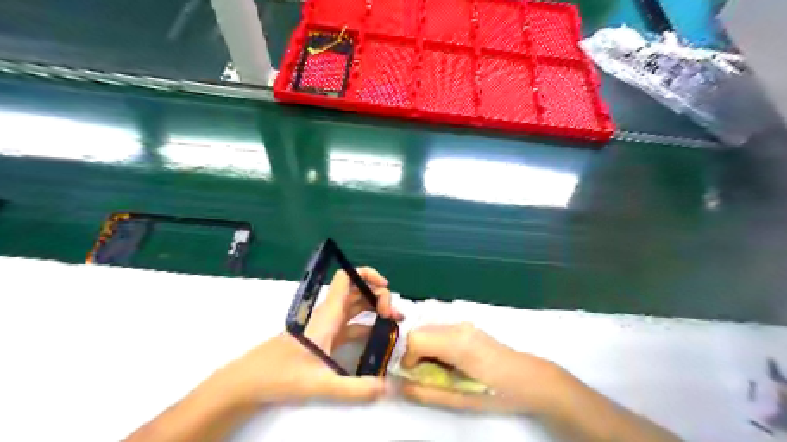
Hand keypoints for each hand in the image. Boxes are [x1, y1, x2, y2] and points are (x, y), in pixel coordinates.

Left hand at [212, 266, 400, 407]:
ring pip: (356, 306)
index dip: (367, 275)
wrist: (250, 381)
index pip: (347, 278)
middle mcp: (329, 314)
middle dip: (379, 296)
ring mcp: (327, 325)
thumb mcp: (321, 383)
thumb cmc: (281, 375)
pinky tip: (377, 338)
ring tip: (394, 323)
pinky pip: (351, 324)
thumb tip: (388, 388)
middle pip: (357, 291)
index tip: (386, 288)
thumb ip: (356, 388)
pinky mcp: (326, 337)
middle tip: (395, 316)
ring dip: (375, 309)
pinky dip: (367, 325)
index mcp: (328, 314)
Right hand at [402, 322, 568, 413]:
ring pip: (428, 329)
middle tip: (424, 375)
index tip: (414, 375)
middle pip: (419, 331)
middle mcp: (457, 326)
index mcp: (457, 343)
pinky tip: (449, 361)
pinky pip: (440, 330)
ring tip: (438, 369)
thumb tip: (399, 386)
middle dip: (414, 353)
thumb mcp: (460, 400)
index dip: (408, 358)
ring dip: (424, 348)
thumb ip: (426, 392)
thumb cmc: (497, 392)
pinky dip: (435, 343)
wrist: (529, 378)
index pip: (415, 338)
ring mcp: (463, 324)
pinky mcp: (467, 326)